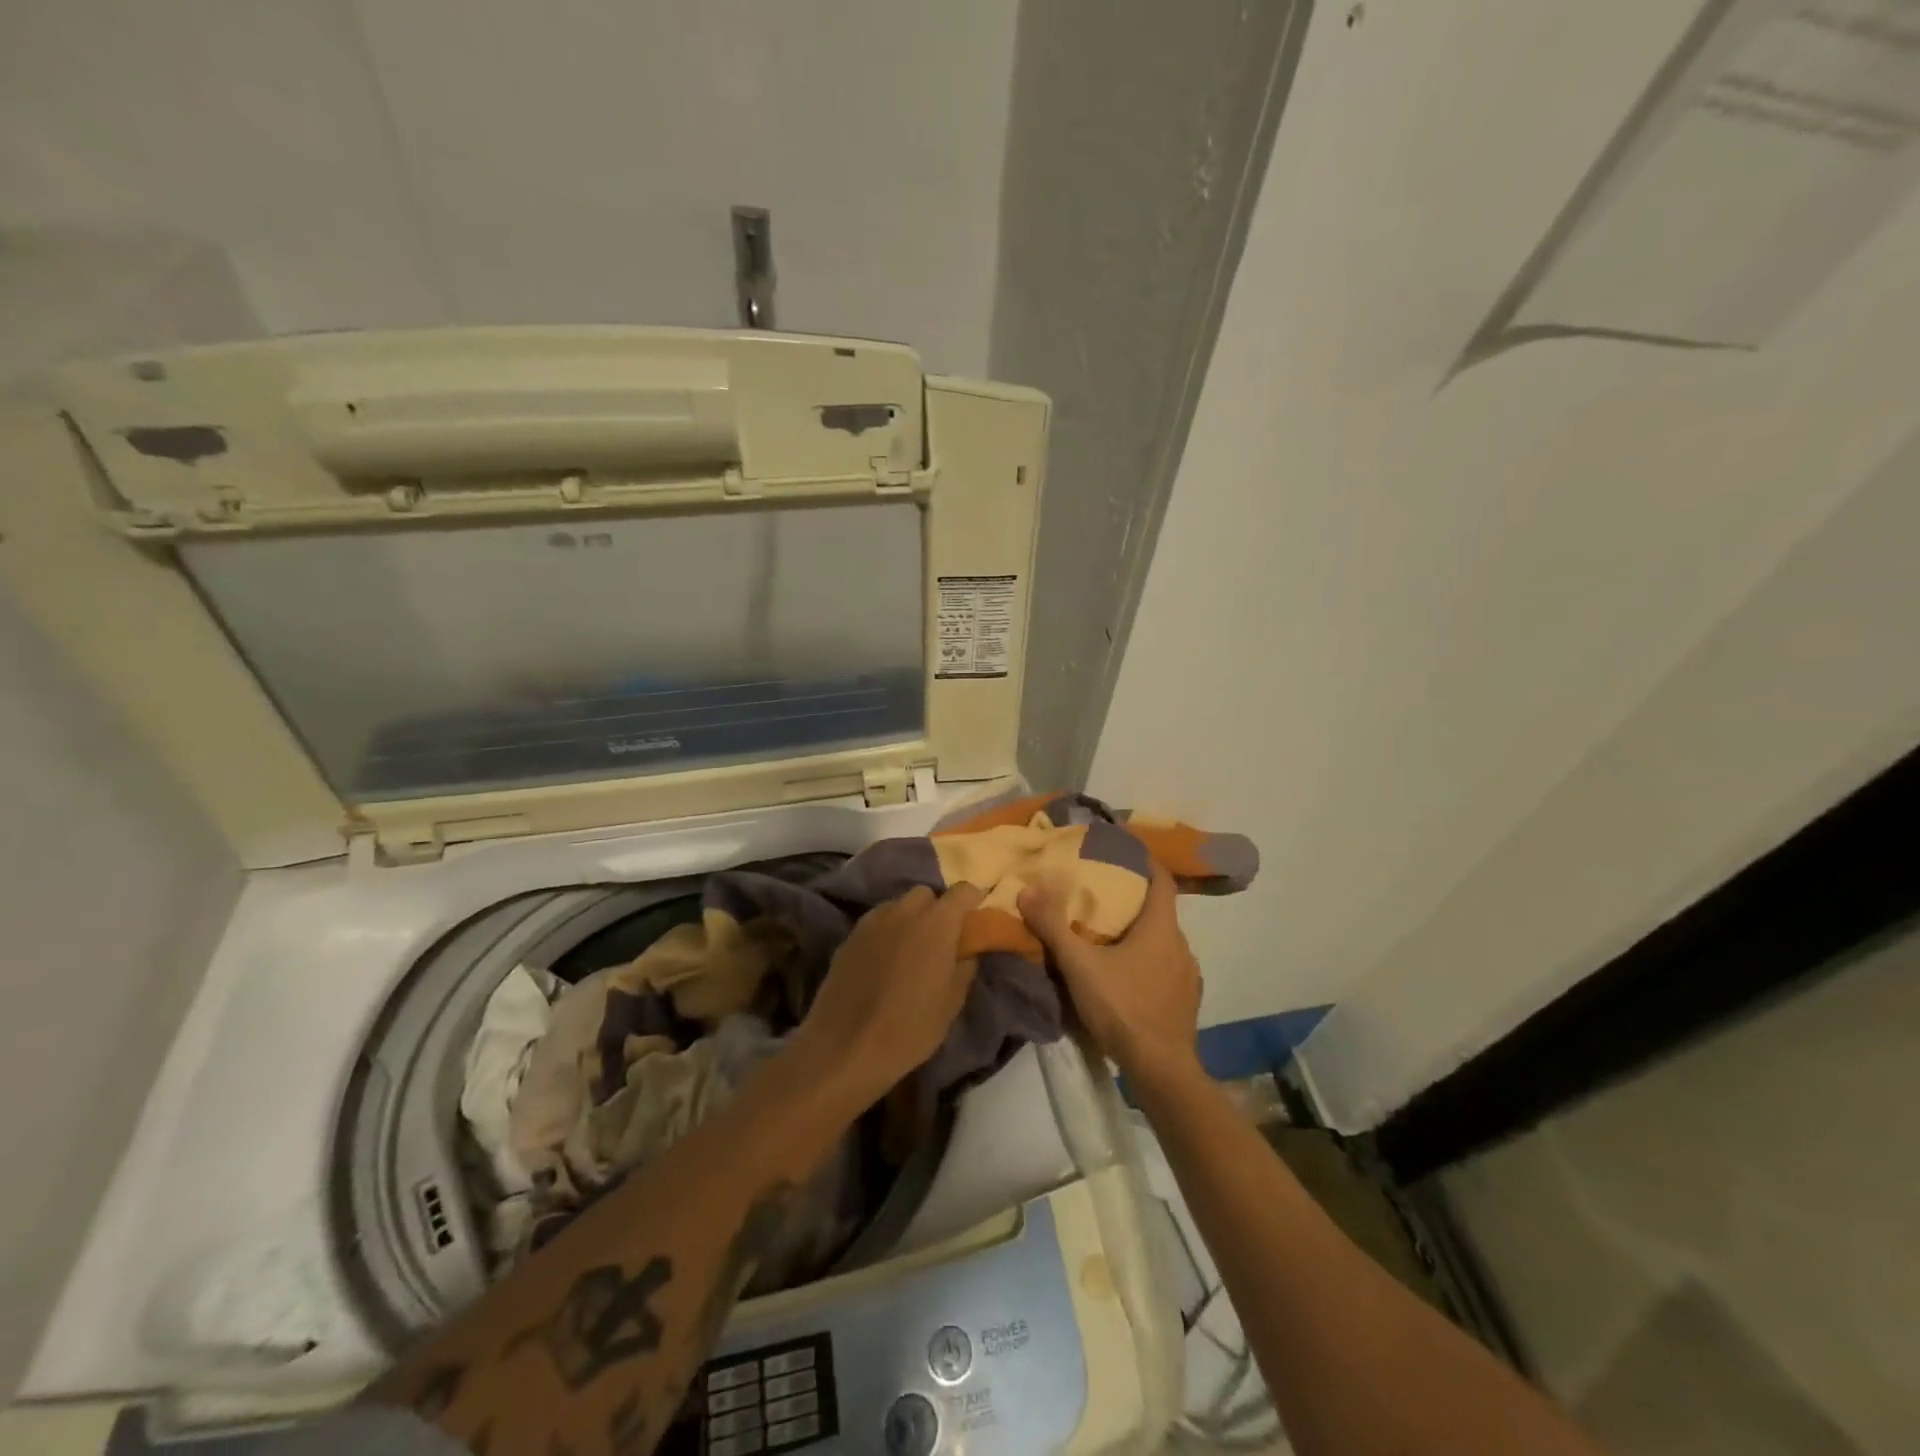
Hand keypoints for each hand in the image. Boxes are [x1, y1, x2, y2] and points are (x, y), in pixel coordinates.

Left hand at [791, 883, 984, 1108]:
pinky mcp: (849, 937)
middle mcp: (904, 911)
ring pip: (898, 906)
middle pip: (926, 894)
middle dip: (936, 909)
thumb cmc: (909, 1028)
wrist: (845, 1047)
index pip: (962, 891)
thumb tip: (967, 953)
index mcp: (937, 924)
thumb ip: (964, 970)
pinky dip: (885, 932)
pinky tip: (884, 961)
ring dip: (909, 919)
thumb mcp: (950, 1005)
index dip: (973, 899)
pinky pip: (876, 923)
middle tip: (941, 939)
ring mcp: (872, 921)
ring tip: (910, 950)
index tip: (975, 916)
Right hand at [1020, 865, 1203, 1091]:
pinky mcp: (1186, 1002)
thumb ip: (1053, 927)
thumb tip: (1027, 889)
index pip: (1161, 880)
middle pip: (1160, 911)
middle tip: (1103, 896)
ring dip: (1140, 935)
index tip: (1125, 849)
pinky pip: (1166, 969)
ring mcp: (1187, 976)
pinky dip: (1148, 962)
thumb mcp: (1079, 965)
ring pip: (1163, 942)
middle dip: (1134, 900)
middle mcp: (1180, 945)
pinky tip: (1127, 976)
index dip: (1145, 861)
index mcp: (1161, 928)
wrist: (1161, 1070)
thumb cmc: (1123, 1008)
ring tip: (1110, 937)